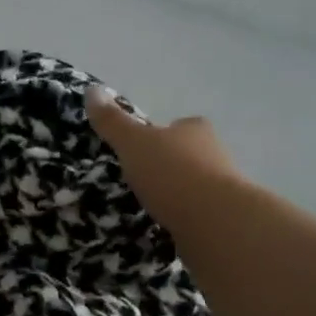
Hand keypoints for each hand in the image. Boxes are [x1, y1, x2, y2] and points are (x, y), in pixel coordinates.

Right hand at [86, 84, 239, 235]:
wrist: (216, 223)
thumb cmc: (172, 173)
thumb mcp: (133, 143)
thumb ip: (112, 121)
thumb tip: (91, 89)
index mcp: (195, 130)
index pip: (180, 125)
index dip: (161, 134)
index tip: (141, 148)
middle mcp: (215, 154)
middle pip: (188, 154)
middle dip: (168, 164)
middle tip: (140, 177)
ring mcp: (224, 189)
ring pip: (195, 185)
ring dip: (176, 193)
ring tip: (149, 205)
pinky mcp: (224, 220)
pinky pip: (198, 214)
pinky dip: (183, 217)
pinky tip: (165, 225)